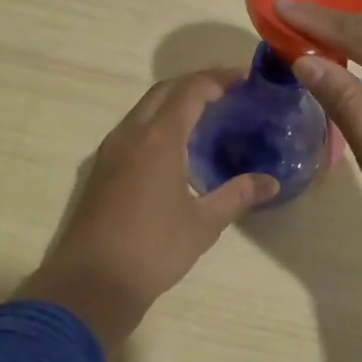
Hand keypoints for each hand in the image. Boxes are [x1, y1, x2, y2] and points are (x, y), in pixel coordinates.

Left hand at [15, 71, 277, 354]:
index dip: (217, 79)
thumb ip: (238, 196)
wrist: (91, 283)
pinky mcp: (102, 168)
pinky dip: (158, 120)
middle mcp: (132, 133)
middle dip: (196, 83)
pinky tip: (176, 144)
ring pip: (145, 107)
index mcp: (159, 138)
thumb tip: (271, 182)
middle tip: (227, 90)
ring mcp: (112, 149)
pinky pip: (134, 127)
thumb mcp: (204, 224)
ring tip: (206, 112)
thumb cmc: (153, 249)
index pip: (190, 91)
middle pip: (165, 90)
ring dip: (174, 100)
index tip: (243, 78)